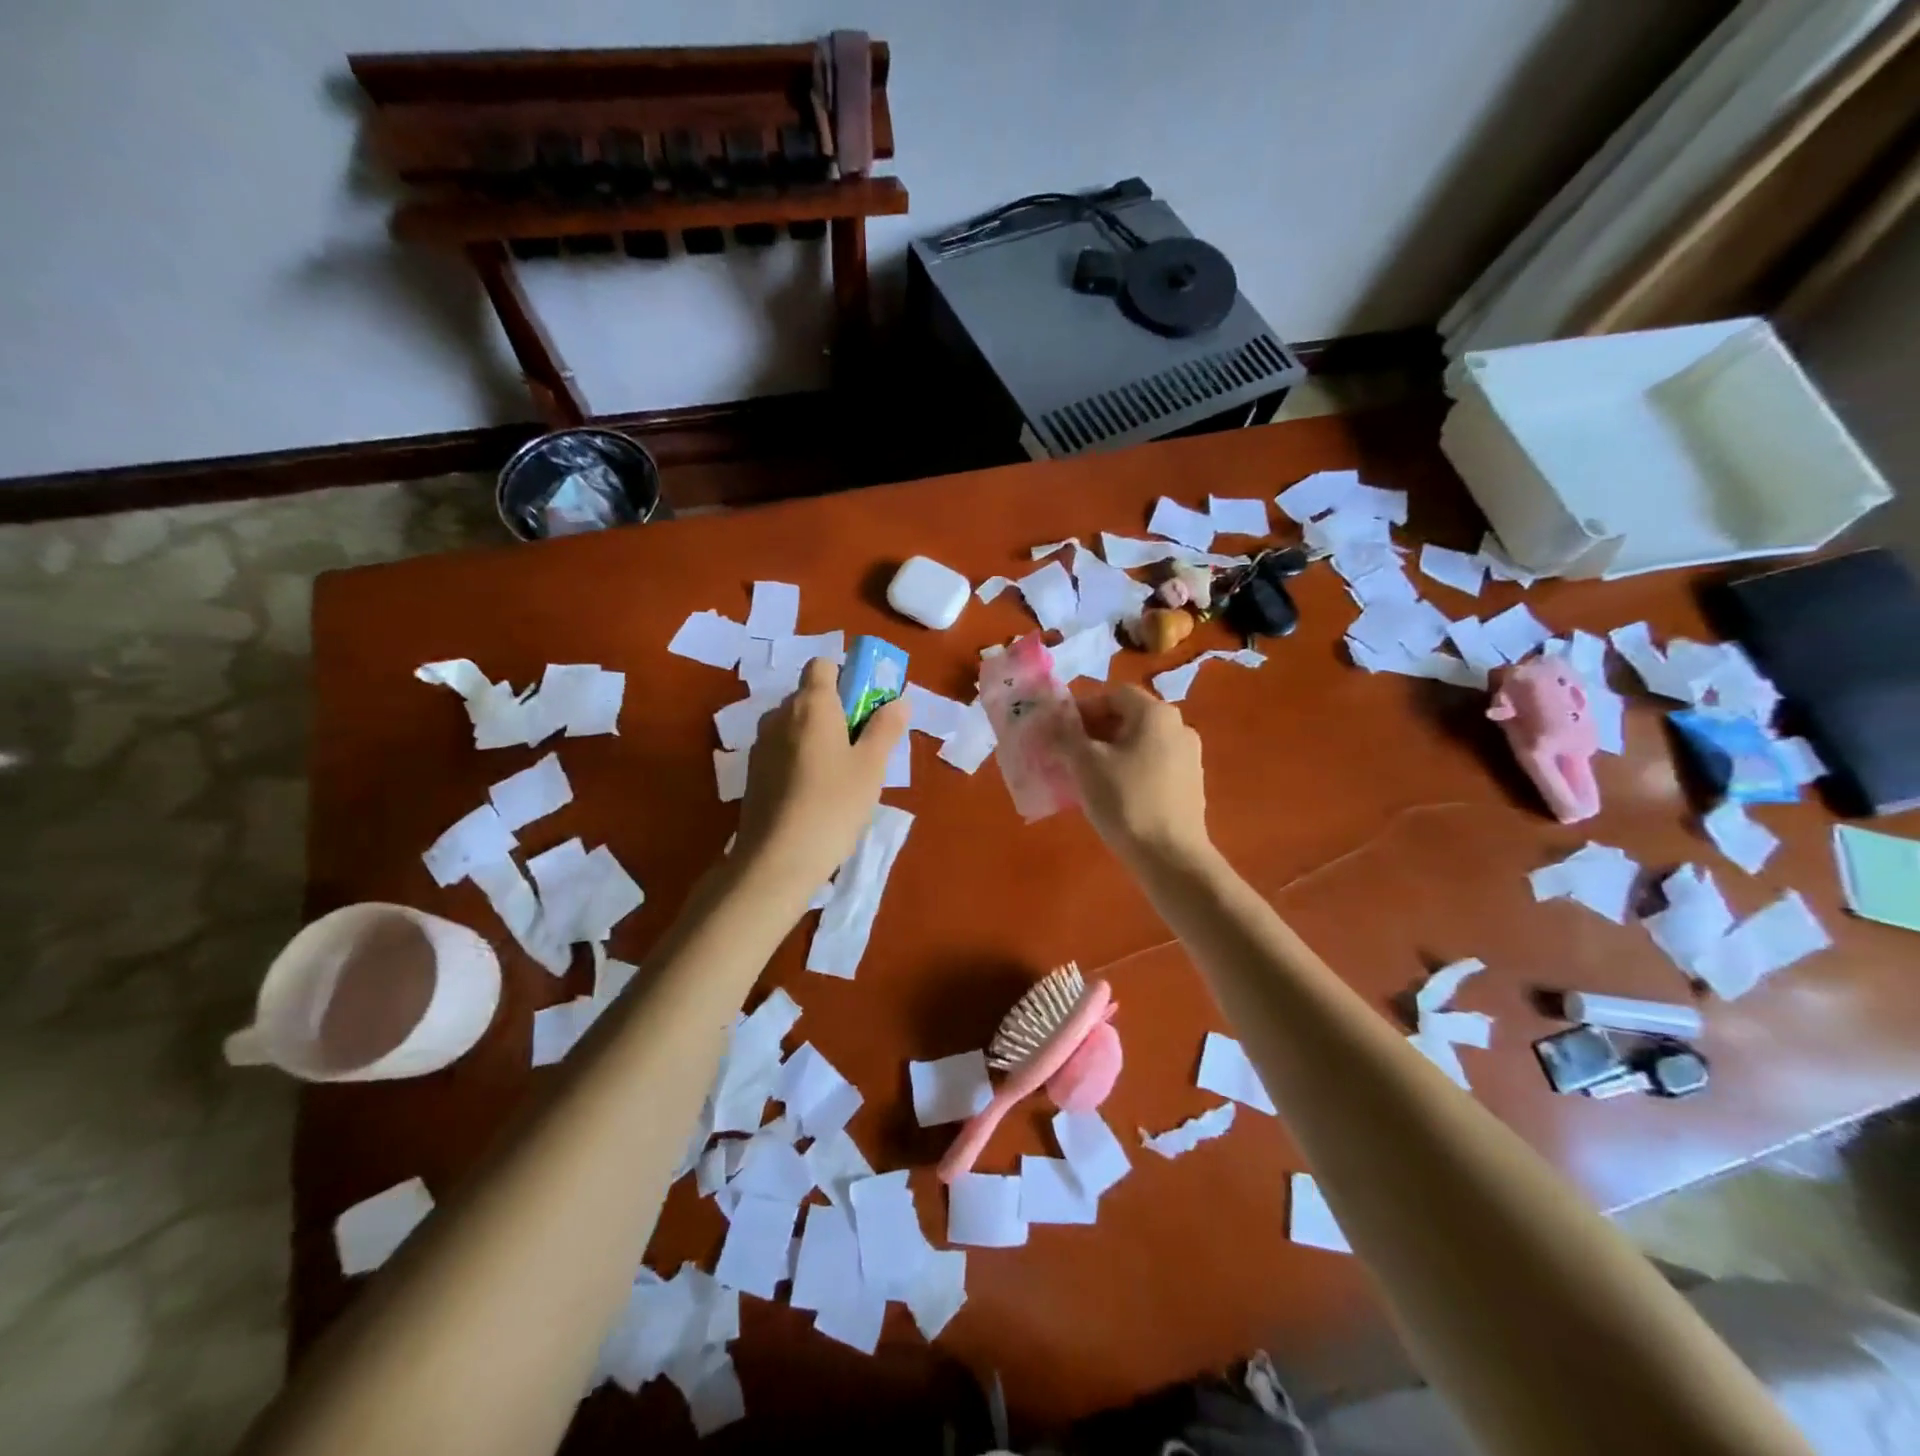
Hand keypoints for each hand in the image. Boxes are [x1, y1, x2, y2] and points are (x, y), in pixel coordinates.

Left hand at [733, 658, 907, 895]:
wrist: (777, 859)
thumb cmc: (833, 805)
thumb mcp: (871, 767)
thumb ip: (886, 728)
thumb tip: (900, 700)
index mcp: (811, 705)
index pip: (822, 664)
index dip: (846, 676)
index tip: (866, 704)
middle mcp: (780, 715)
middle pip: (809, 695)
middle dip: (836, 710)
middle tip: (863, 744)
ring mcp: (761, 744)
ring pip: (794, 725)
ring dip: (817, 736)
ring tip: (840, 773)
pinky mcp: (753, 773)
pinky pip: (782, 749)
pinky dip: (800, 758)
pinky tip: (815, 792)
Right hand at [1052, 686, 1212, 871]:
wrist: (1170, 856)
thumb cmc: (1125, 800)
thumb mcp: (1085, 764)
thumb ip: (1066, 735)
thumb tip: (1052, 721)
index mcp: (1156, 714)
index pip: (1113, 694)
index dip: (1083, 708)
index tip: (1061, 732)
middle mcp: (1179, 727)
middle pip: (1128, 717)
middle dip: (1095, 732)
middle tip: (1068, 754)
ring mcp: (1189, 757)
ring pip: (1140, 743)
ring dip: (1111, 752)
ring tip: (1086, 776)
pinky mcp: (1191, 785)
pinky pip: (1153, 765)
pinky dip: (1130, 770)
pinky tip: (1113, 794)